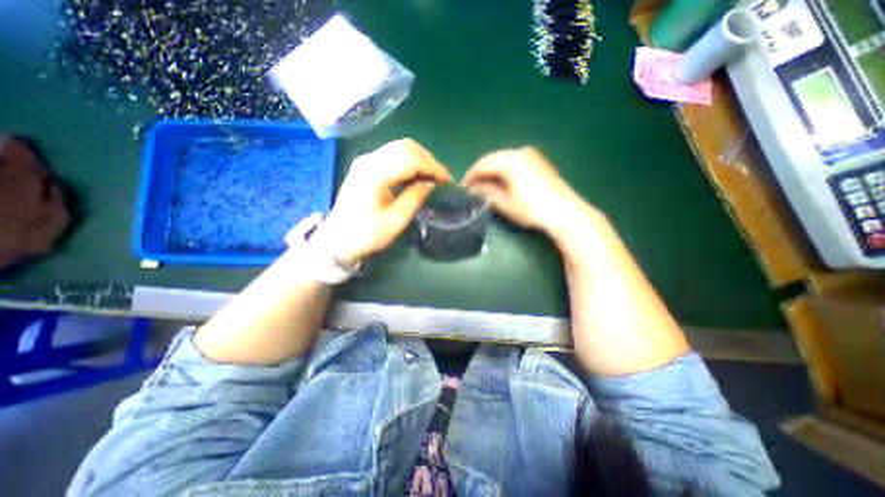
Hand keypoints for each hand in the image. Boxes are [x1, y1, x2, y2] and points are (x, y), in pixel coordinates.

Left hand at [309, 138, 449, 265]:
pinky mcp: (365, 166)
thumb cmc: (367, 234)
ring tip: (431, 177)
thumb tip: (431, 184)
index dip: (433, 168)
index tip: (448, 181)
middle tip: (441, 178)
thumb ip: (415, 197)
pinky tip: (415, 175)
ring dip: (419, 159)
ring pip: (399, 147)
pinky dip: (408, 161)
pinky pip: (392, 155)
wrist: (338, 240)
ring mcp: (365, 160)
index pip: (411, 159)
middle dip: (428, 160)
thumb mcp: (396, 220)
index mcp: (375, 174)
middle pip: (406, 147)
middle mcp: (369, 160)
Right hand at [463, 145, 592, 234]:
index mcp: (509, 160)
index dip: (471, 175)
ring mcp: (531, 155)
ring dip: (492, 171)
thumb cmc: (531, 209)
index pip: (483, 164)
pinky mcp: (538, 161)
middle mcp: (519, 152)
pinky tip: (502, 181)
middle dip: (481, 172)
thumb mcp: (505, 203)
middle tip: (473, 187)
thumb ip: (487, 192)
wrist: (564, 211)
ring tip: (485, 185)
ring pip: (503, 159)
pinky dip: (504, 170)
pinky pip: (514, 161)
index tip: (463, 186)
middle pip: (493, 159)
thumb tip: (473, 188)